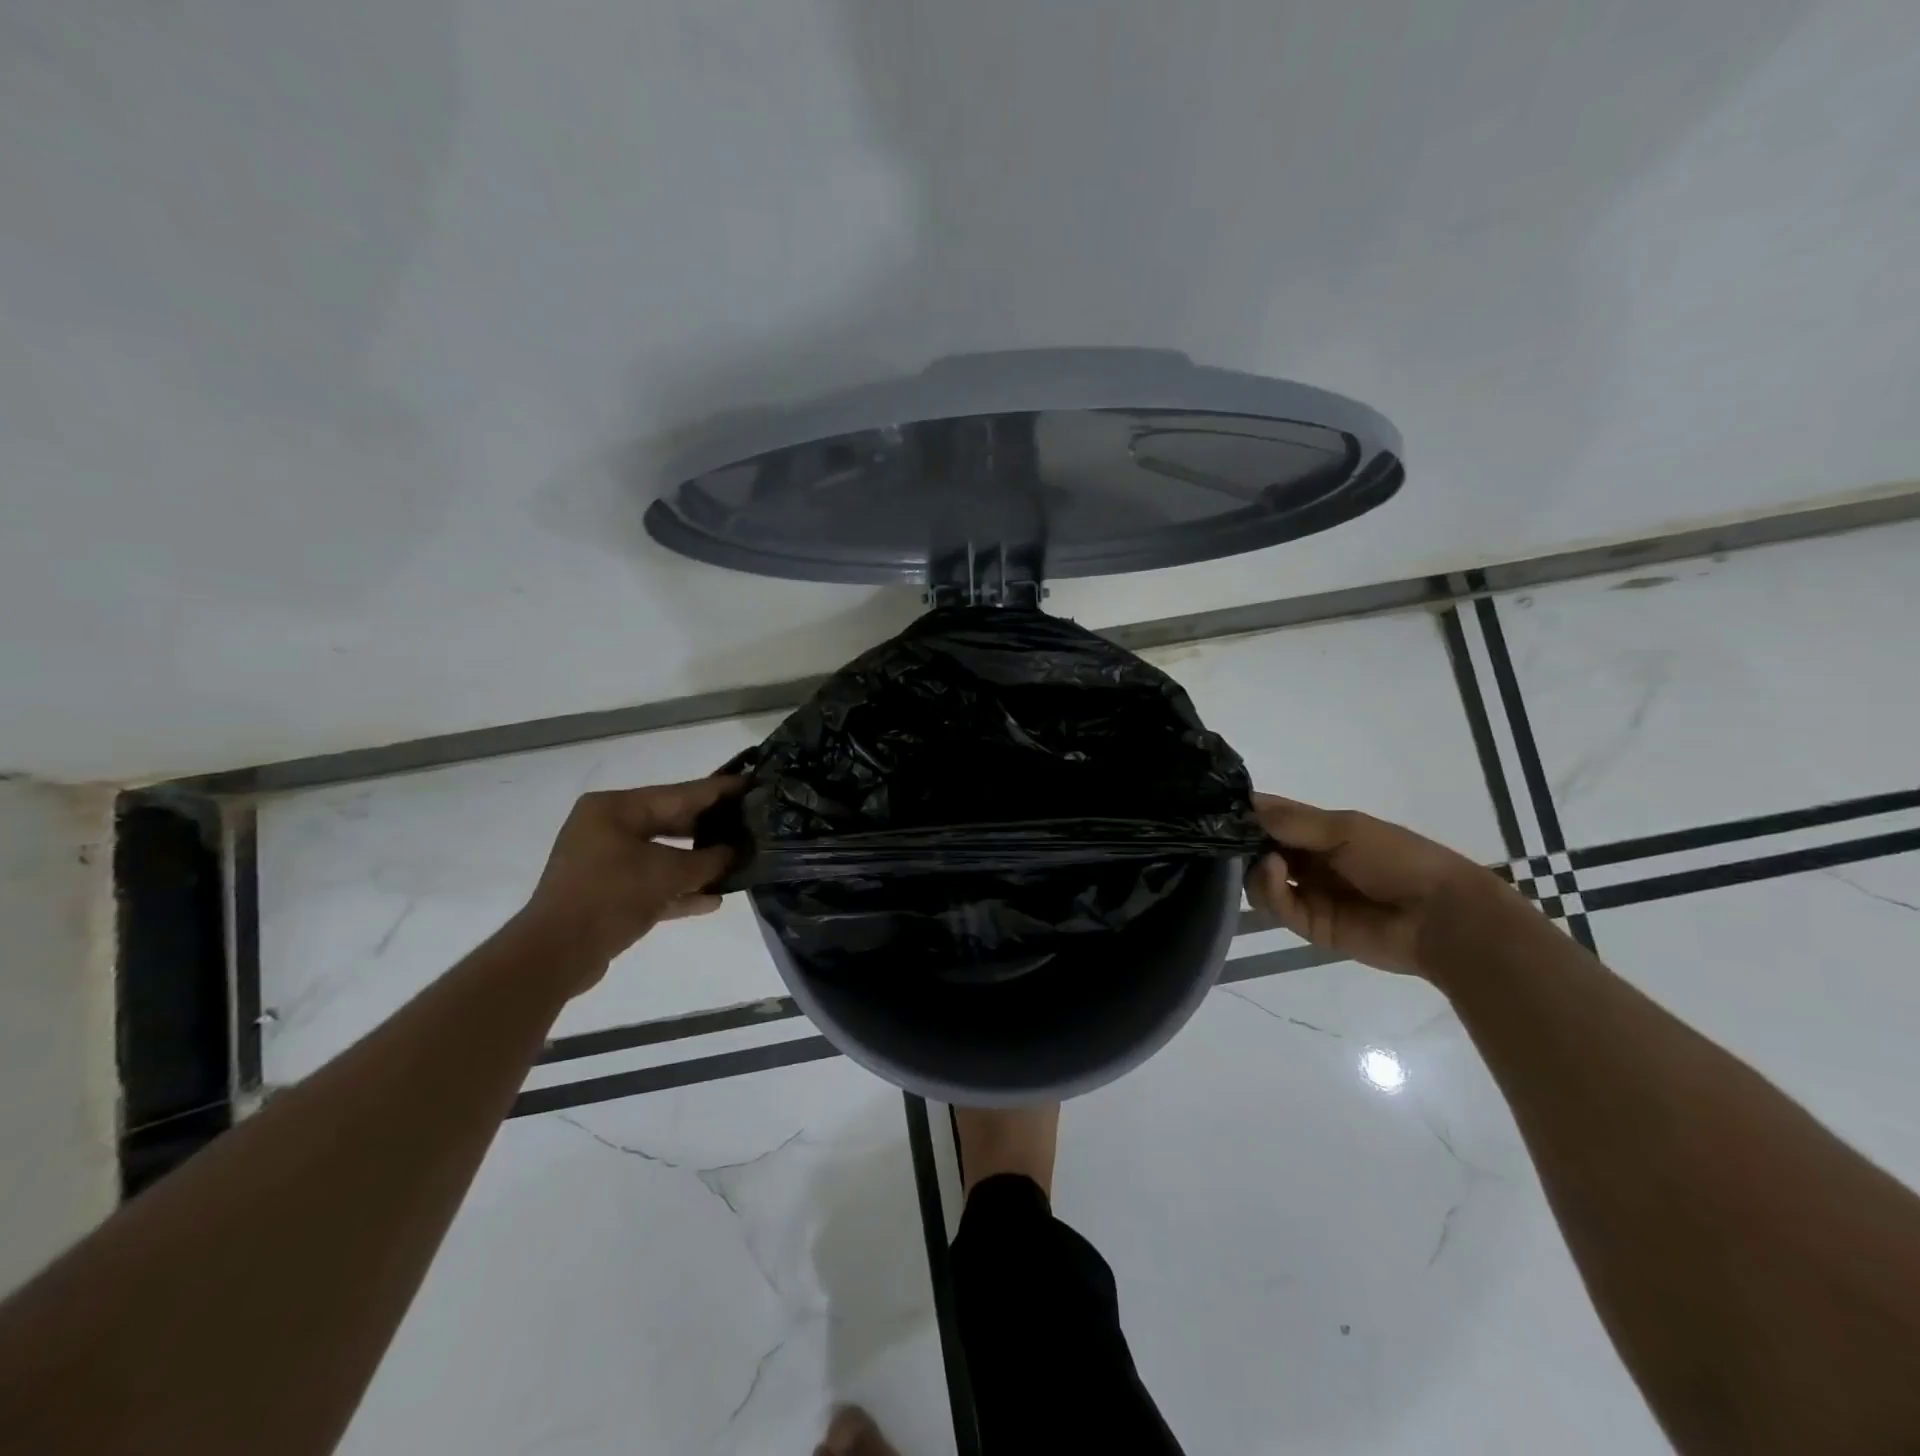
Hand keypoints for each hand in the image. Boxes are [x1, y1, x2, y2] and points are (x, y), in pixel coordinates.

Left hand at [515, 777, 740, 989]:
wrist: (556, 954)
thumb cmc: (611, 896)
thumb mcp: (668, 874)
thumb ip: (708, 860)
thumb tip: (737, 852)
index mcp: (615, 808)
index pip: (679, 794)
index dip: (718, 791)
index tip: (751, 783)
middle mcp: (607, 828)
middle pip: (671, 823)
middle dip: (710, 829)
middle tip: (750, 823)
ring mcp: (604, 861)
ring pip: (662, 856)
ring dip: (698, 864)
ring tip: (738, 862)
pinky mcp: (607, 893)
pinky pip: (651, 883)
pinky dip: (678, 890)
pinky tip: (713, 900)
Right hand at [1247, 793, 1495, 977]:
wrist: (1440, 916)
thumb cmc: (1398, 858)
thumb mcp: (1345, 828)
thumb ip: (1293, 821)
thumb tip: (1245, 804)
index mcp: (1318, 831)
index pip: (1270, 818)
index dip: (1244, 813)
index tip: (1215, 808)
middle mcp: (1306, 860)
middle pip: (1257, 850)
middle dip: (1240, 844)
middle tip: (1225, 838)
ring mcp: (1306, 892)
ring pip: (1257, 880)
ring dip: (1253, 867)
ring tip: (1266, 860)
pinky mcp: (1308, 924)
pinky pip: (1274, 906)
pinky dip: (1267, 888)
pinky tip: (1273, 871)